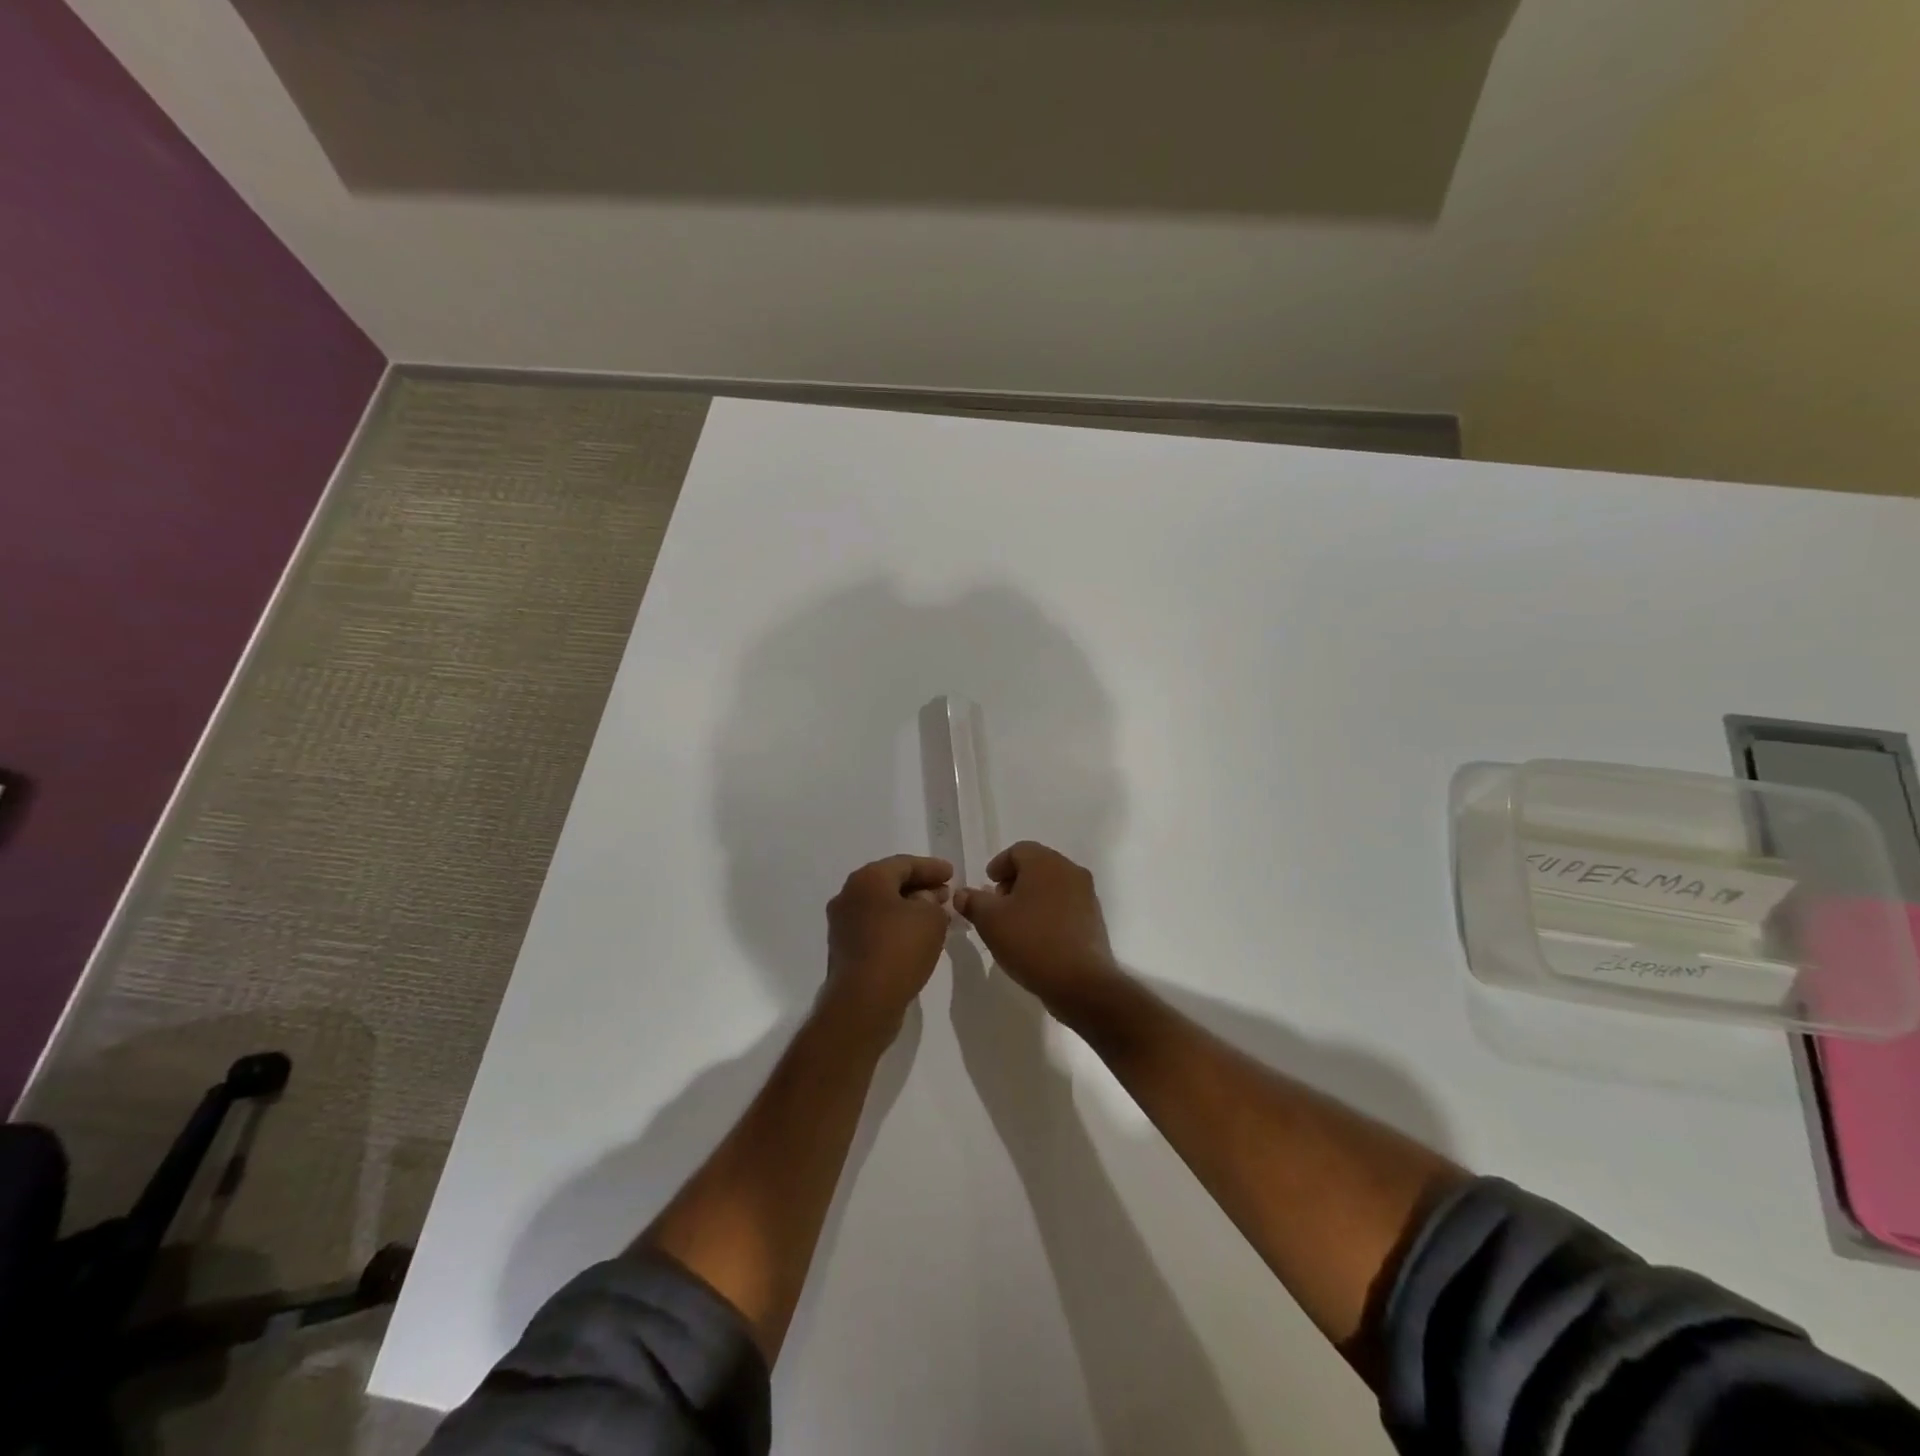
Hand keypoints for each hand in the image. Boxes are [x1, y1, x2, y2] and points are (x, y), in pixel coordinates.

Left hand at [825, 855, 953, 1029]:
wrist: (863, 1002)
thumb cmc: (899, 949)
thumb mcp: (931, 918)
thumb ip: (932, 901)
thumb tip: (923, 900)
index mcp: (867, 879)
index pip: (904, 864)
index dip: (931, 868)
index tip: (952, 873)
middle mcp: (849, 895)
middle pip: (889, 883)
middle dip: (919, 887)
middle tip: (944, 893)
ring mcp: (842, 923)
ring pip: (881, 906)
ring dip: (907, 907)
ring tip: (934, 915)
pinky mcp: (843, 949)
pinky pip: (874, 927)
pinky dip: (895, 925)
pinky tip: (914, 936)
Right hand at [953, 842, 1119, 1014]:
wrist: (1080, 982)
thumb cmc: (1031, 941)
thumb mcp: (990, 921)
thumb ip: (973, 902)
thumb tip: (962, 894)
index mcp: (1046, 863)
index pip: (1018, 850)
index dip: (998, 866)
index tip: (987, 885)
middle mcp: (1070, 871)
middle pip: (1037, 866)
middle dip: (1014, 881)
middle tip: (998, 905)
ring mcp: (1087, 895)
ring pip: (1053, 886)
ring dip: (1032, 898)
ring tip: (1015, 923)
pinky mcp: (1094, 919)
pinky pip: (1066, 906)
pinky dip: (1049, 913)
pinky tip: (1036, 937)